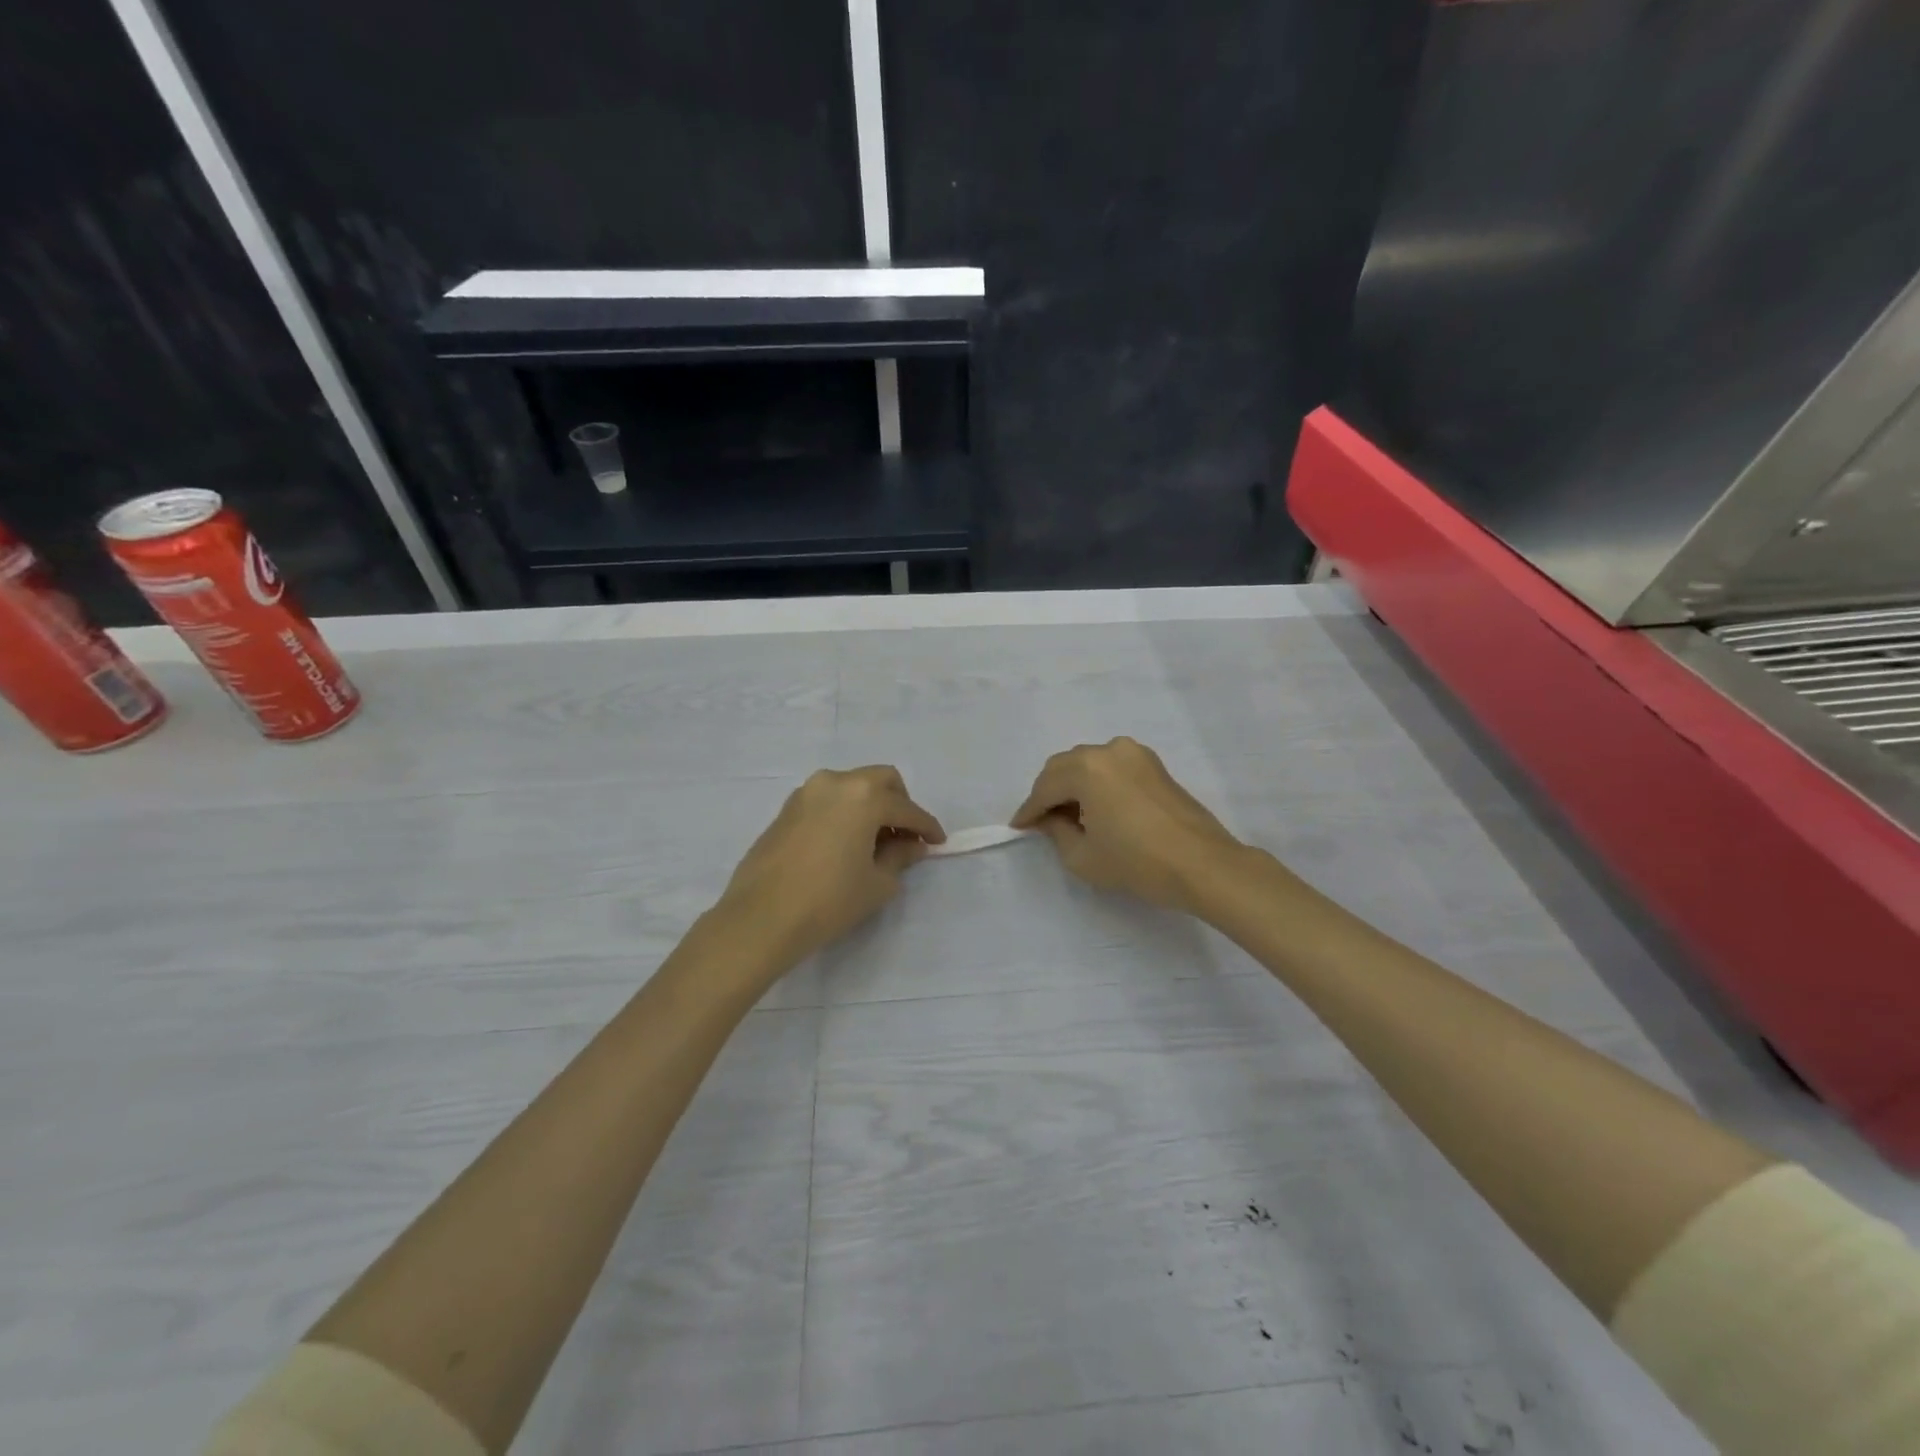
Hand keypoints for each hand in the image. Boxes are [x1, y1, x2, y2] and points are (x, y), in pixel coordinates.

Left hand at [716, 766, 945, 963]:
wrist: (761, 918)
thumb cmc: (829, 900)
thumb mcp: (877, 883)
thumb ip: (900, 856)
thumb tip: (911, 845)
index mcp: (864, 796)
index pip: (907, 808)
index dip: (927, 827)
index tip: (938, 842)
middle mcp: (836, 782)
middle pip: (881, 780)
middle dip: (900, 804)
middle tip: (905, 836)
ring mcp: (807, 792)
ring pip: (851, 786)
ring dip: (870, 806)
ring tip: (874, 842)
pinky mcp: (787, 808)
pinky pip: (828, 800)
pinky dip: (845, 812)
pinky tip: (845, 843)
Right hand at [1011, 737, 1245, 911]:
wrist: (1203, 865)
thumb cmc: (1137, 863)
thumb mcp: (1083, 857)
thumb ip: (1056, 832)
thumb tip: (1050, 819)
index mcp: (1086, 768)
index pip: (1045, 787)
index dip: (1029, 810)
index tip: (1019, 827)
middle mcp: (1108, 750)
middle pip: (1064, 767)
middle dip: (1049, 793)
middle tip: (1042, 822)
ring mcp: (1134, 753)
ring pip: (1088, 764)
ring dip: (1073, 785)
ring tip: (1071, 817)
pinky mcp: (1153, 764)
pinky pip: (1111, 767)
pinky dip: (1097, 782)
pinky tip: (1097, 808)